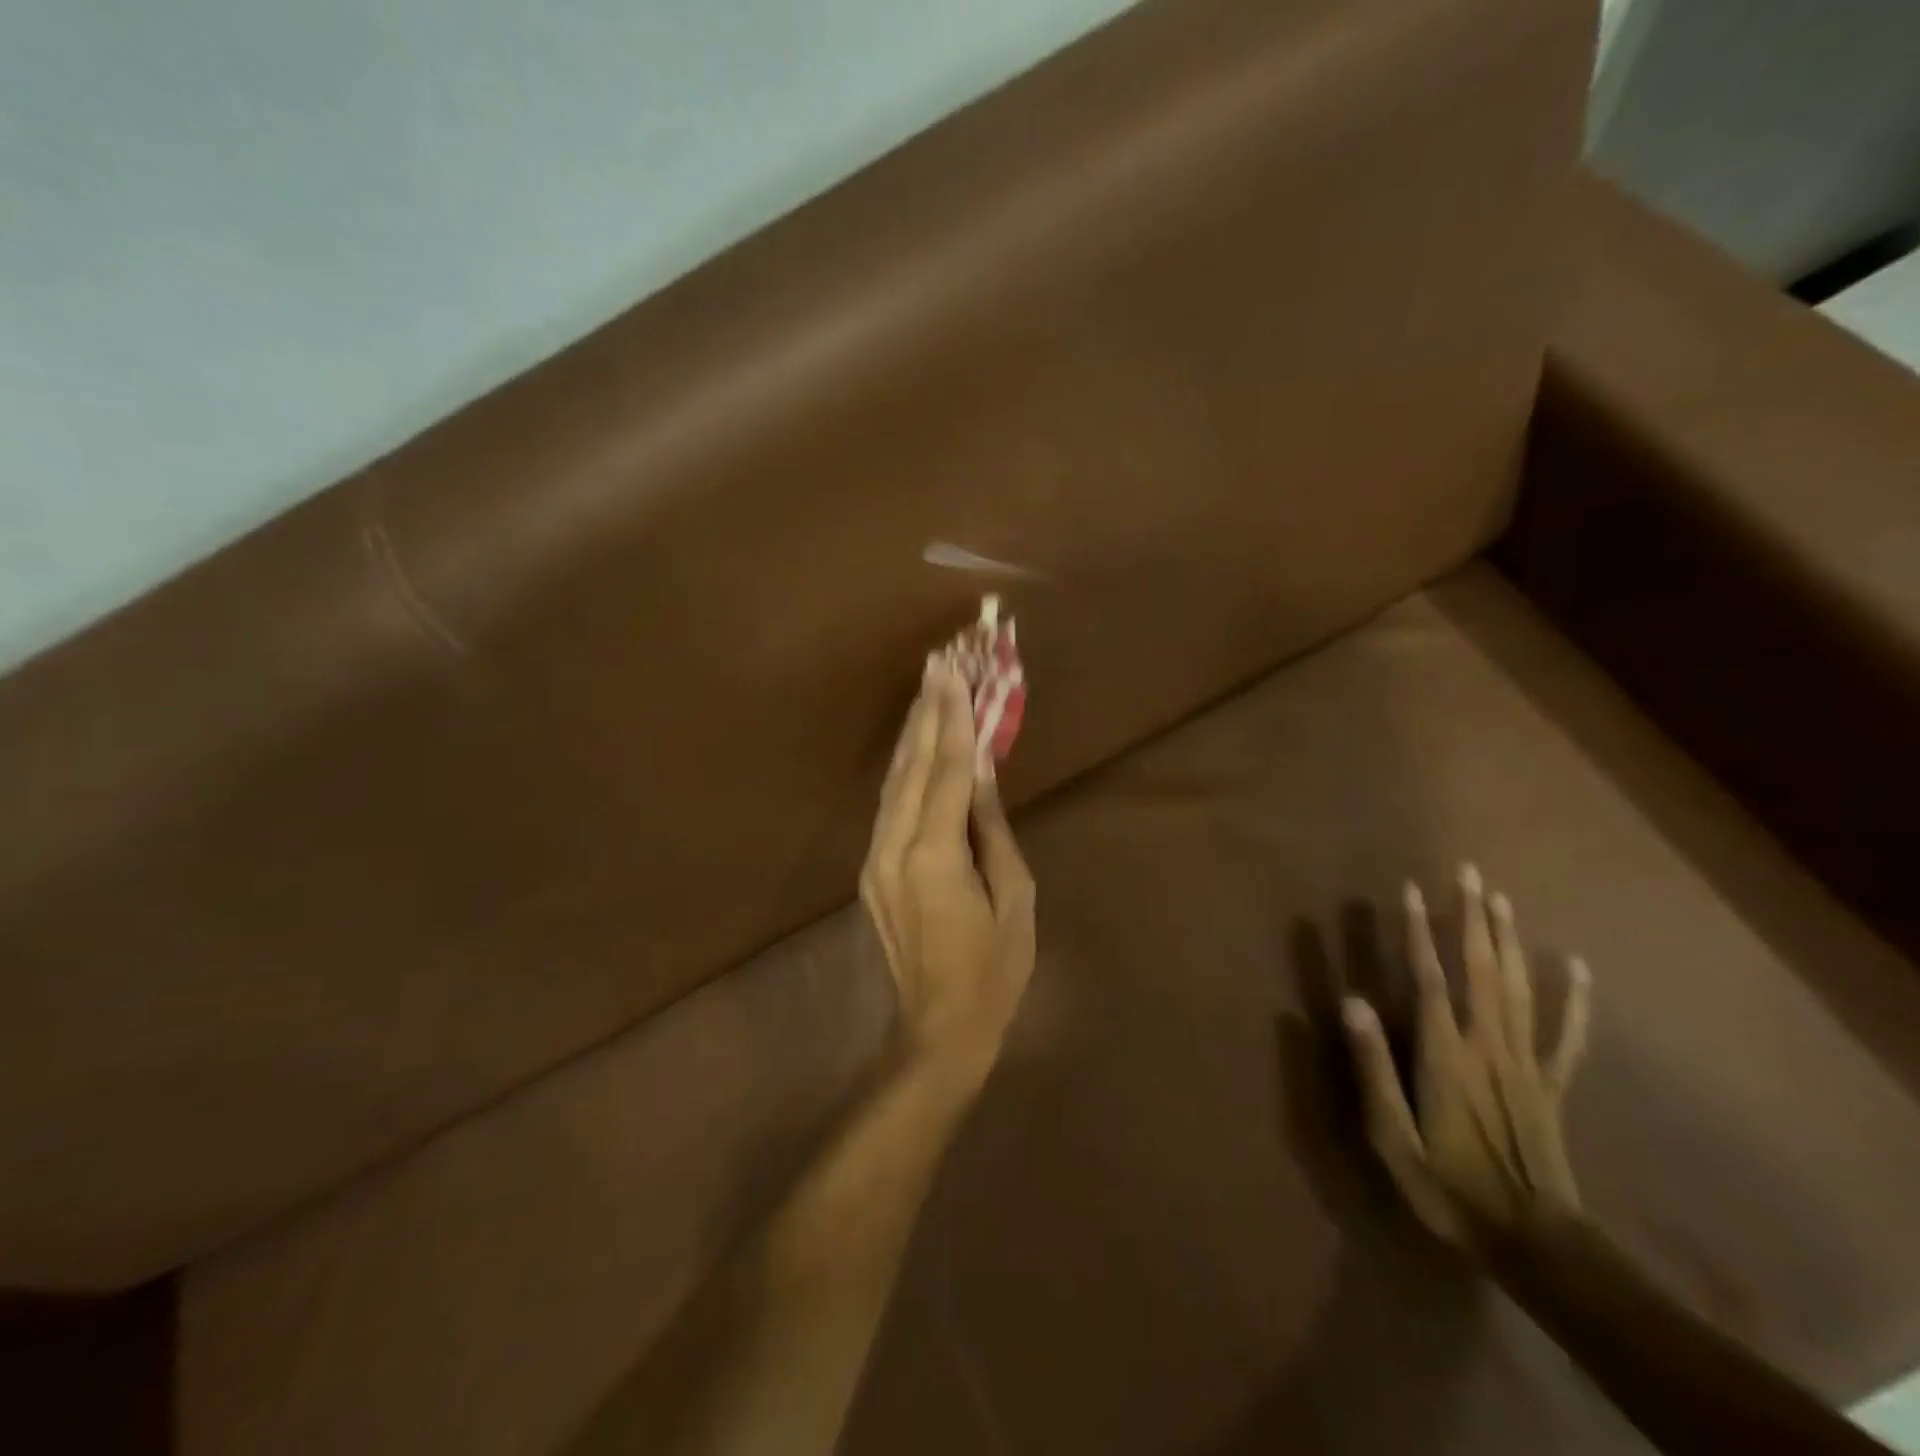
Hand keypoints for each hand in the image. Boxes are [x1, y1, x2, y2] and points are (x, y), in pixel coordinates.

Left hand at [860, 655, 1036, 1086]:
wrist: (939, 1028)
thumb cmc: (994, 969)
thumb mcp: (1013, 896)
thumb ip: (992, 828)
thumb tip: (984, 772)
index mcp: (936, 854)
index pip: (949, 769)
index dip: (954, 717)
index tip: (955, 671)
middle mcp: (896, 846)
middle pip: (914, 764)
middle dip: (928, 709)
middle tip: (938, 661)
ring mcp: (876, 858)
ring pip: (894, 780)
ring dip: (913, 732)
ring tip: (927, 687)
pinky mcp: (872, 870)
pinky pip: (889, 805)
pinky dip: (905, 768)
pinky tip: (915, 744)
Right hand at [1343, 866, 1591, 1249]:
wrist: (1534, 1244)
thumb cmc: (1449, 1187)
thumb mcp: (1392, 1135)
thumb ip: (1374, 1067)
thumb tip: (1352, 1001)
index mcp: (1447, 1055)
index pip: (1430, 978)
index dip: (1418, 931)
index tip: (1410, 889)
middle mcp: (1489, 1045)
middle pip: (1481, 969)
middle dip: (1472, 917)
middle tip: (1468, 872)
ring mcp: (1526, 1062)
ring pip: (1519, 987)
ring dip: (1509, 939)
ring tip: (1500, 898)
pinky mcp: (1552, 1084)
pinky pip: (1568, 1034)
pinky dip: (1575, 998)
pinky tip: (1575, 965)